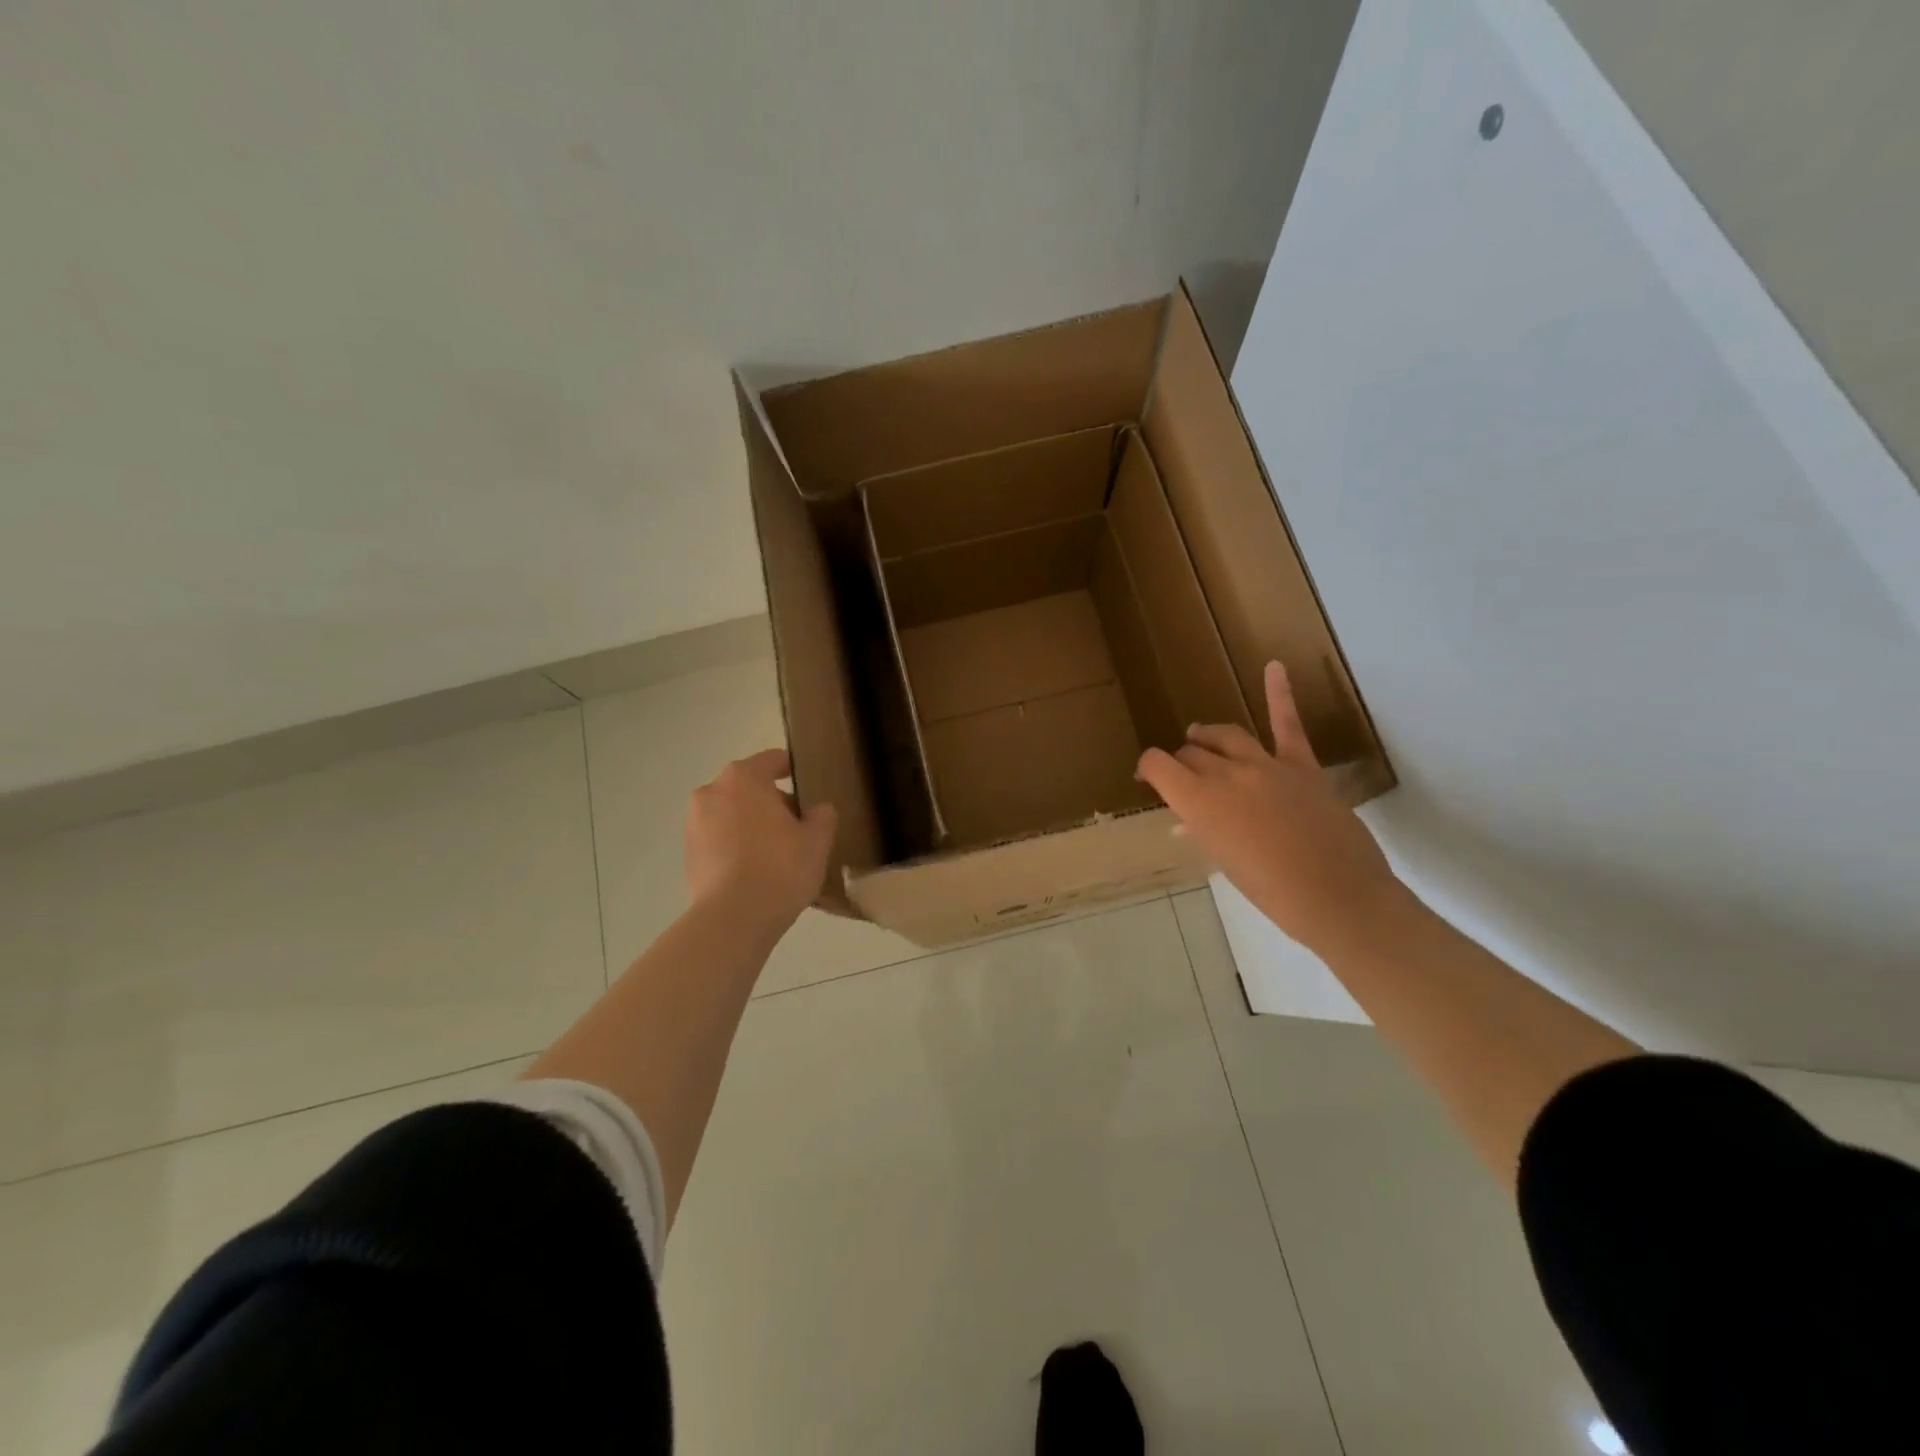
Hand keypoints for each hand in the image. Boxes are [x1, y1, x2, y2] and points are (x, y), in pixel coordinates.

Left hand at [685, 749, 837, 934]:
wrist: (733, 919)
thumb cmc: (780, 867)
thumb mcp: (817, 840)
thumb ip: (822, 816)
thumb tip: (817, 810)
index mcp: (743, 778)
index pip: (772, 760)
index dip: (792, 769)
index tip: (806, 783)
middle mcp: (712, 792)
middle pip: (749, 787)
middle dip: (772, 802)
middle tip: (798, 826)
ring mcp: (694, 824)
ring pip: (732, 814)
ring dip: (752, 825)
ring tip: (777, 852)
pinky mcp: (688, 854)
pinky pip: (720, 840)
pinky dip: (737, 847)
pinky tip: (757, 871)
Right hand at [1137, 661, 1403, 954]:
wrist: (1338, 898)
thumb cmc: (1272, 892)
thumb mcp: (1224, 864)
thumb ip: (1203, 833)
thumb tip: (1187, 823)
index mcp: (1199, 801)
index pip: (1158, 765)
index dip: (1148, 769)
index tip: (1148, 779)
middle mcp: (1226, 774)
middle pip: (1192, 753)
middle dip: (1181, 763)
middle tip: (1182, 779)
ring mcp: (1266, 765)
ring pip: (1226, 736)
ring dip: (1207, 736)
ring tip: (1198, 735)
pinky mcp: (1302, 765)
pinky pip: (1287, 724)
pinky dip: (1279, 694)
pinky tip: (1274, 666)